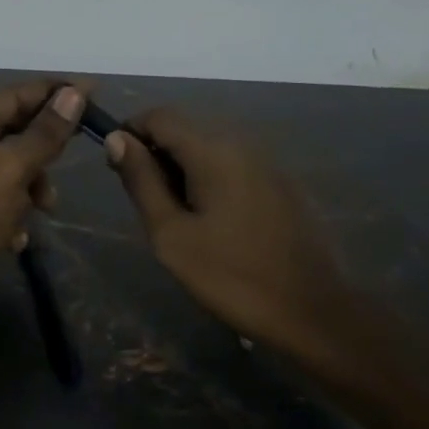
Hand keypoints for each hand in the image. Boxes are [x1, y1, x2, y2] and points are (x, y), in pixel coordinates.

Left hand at [0, 79, 83, 365]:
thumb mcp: (7, 171)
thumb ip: (43, 134)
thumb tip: (73, 94)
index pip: (12, 96)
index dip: (54, 93)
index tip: (96, 90)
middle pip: (12, 131)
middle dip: (44, 147)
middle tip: (79, 151)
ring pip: (12, 169)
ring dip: (32, 186)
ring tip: (44, 207)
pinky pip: (2, 201)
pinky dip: (15, 214)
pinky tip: (16, 239)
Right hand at [106, 108, 350, 365]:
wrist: (312, 312)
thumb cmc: (231, 275)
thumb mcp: (171, 234)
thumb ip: (142, 181)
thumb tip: (118, 139)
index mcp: (213, 150)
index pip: (160, 116)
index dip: (130, 132)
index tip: (116, 167)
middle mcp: (243, 143)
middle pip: (186, 129)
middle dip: (156, 153)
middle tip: (146, 202)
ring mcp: (268, 163)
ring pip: (210, 148)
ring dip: (183, 169)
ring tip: (176, 217)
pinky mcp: (283, 184)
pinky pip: (235, 166)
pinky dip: (211, 179)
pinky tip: (214, 222)